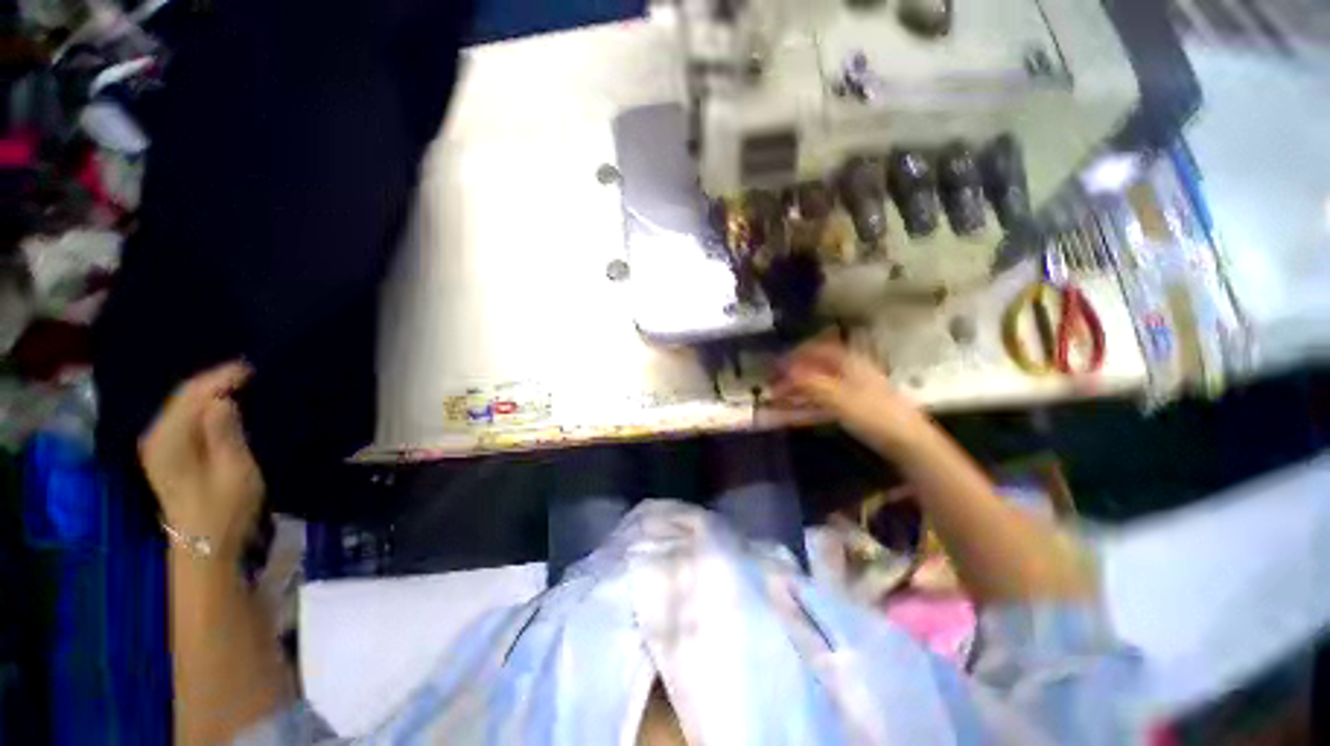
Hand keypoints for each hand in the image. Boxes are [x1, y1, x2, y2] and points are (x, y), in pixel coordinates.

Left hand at [139, 362, 263, 560]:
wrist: (204, 545)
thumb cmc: (225, 510)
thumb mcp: (235, 472)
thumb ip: (225, 434)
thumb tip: (221, 400)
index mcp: (169, 441)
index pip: (192, 396)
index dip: (220, 378)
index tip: (251, 368)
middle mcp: (156, 437)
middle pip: (183, 397)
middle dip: (214, 381)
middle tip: (249, 372)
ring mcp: (158, 445)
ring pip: (182, 404)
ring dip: (208, 391)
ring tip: (238, 382)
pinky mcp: (165, 453)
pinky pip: (182, 416)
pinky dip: (202, 405)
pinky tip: (219, 403)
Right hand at [771, 339, 927, 449]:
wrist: (907, 440)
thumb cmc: (873, 413)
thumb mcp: (837, 397)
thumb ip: (810, 382)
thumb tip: (785, 370)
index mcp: (849, 361)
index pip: (817, 349)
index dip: (795, 354)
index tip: (776, 364)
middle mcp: (850, 370)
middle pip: (815, 367)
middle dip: (792, 374)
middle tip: (772, 385)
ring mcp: (853, 388)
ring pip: (818, 383)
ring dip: (797, 389)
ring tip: (778, 398)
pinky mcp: (854, 405)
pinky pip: (824, 398)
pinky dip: (807, 401)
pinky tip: (796, 409)